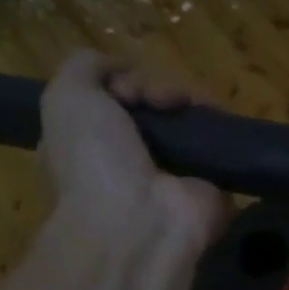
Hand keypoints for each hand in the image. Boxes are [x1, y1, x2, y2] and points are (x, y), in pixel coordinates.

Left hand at [38, 53, 229, 261]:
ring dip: (190, 102)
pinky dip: (222, 126)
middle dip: (157, 90)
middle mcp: (131, 160)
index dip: (119, 82)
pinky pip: (220, 144)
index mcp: (92, 146)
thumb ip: (86, 67)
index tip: (123, 88)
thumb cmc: (94, 161)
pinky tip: (215, 119)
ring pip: (187, 120)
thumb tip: (123, 68)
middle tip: (158, 99)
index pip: (111, 101)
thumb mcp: (66, 97)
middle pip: (153, 106)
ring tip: (189, 106)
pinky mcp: (212, 185)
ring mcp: (174, 173)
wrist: (139, 221)